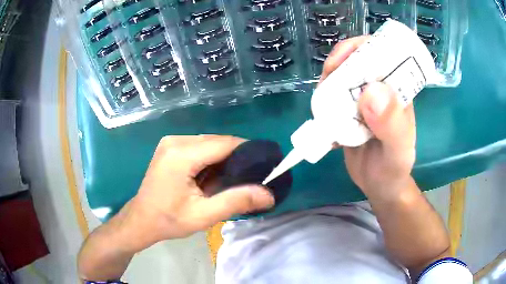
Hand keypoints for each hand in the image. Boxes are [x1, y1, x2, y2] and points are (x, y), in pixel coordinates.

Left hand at [122, 135, 274, 250]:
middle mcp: (175, 140)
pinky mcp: (170, 147)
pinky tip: (212, 176)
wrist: (141, 220)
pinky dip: (210, 159)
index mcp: (181, 154)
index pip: (224, 143)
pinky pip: (198, 147)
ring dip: (222, 159)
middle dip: (235, 157)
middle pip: (216, 141)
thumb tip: (269, 195)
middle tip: (249, 177)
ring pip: (209, 143)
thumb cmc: (169, 220)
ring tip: (232, 179)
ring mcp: (171, 142)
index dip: (247, 152)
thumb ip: (236, 201)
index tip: (263, 165)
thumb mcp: (203, 215)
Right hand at [320, 37, 415, 197]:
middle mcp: (379, 89)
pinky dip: (322, 101)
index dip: (360, 47)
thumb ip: (392, 125)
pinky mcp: (348, 112)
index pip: (381, 53)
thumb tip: (371, 92)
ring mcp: (362, 100)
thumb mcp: (398, 151)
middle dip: (337, 65)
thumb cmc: (394, 169)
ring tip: (322, 107)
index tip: (341, 58)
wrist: (380, 187)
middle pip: (356, 61)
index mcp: (397, 89)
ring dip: (327, 85)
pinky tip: (321, 118)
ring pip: (341, 77)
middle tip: (326, 85)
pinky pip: (332, 97)